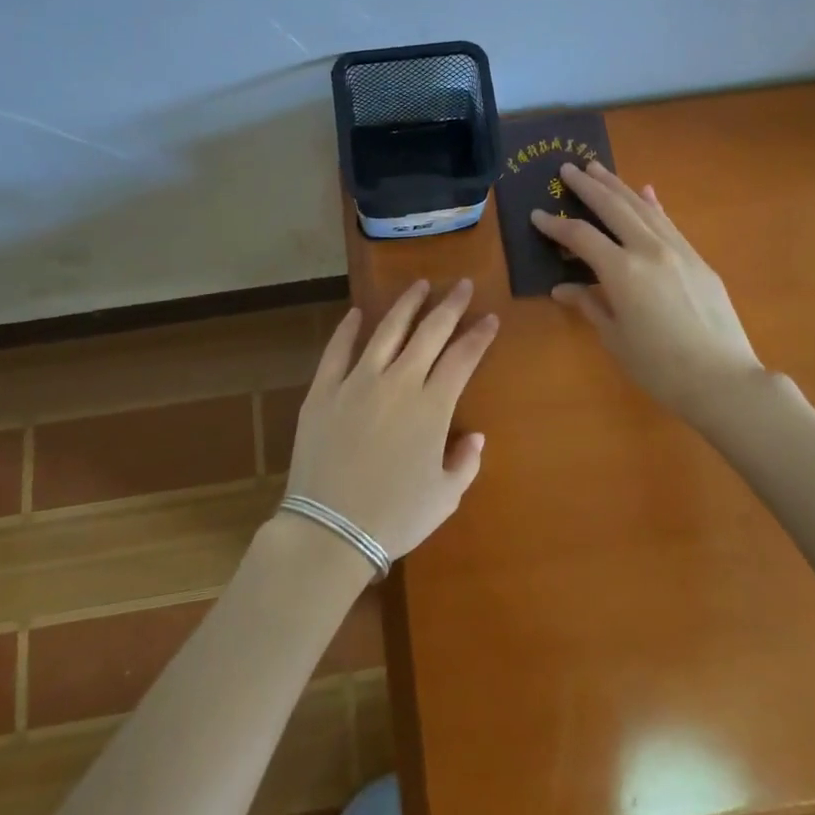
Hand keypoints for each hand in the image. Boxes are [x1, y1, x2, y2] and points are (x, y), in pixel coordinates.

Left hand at [281, 280, 496, 561]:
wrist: (329, 531)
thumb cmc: (395, 518)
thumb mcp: (445, 497)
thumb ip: (465, 462)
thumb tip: (475, 436)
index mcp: (432, 406)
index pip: (463, 357)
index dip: (479, 335)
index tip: (490, 318)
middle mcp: (398, 382)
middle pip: (429, 332)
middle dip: (450, 305)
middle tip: (461, 284)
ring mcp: (357, 382)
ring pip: (386, 331)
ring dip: (406, 305)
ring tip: (418, 285)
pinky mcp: (324, 391)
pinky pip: (337, 351)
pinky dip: (348, 329)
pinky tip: (357, 313)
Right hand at [532, 161, 763, 419]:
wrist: (723, 379)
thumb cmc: (660, 367)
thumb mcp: (616, 338)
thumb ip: (590, 305)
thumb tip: (563, 288)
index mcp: (622, 271)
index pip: (581, 236)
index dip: (556, 225)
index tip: (537, 214)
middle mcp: (649, 249)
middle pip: (613, 207)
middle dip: (587, 186)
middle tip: (567, 168)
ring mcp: (678, 250)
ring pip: (642, 207)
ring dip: (618, 186)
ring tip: (598, 169)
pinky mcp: (698, 259)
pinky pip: (668, 222)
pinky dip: (652, 205)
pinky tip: (646, 192)